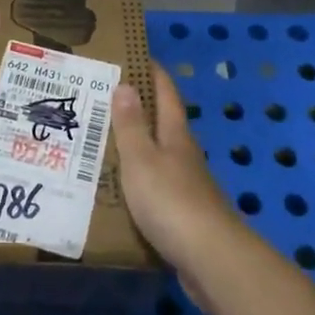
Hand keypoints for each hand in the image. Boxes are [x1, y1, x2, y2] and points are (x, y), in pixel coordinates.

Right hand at [113, 63, 238, 281]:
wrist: (210, 260)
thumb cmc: (171, 201)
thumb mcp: (142, 159)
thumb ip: (131, 126)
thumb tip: (125, 84)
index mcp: (176, 136)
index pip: (166, 95)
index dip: (153, 73)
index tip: (137, 54)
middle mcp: (185, 156)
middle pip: (164, 124)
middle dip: (140, 109)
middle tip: (105, 99)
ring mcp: (188, 187)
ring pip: (159, 157)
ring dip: (138, 147)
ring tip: (104, 142)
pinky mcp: (185, 216)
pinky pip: (157, 188)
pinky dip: (139, 181)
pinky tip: (120, 189)